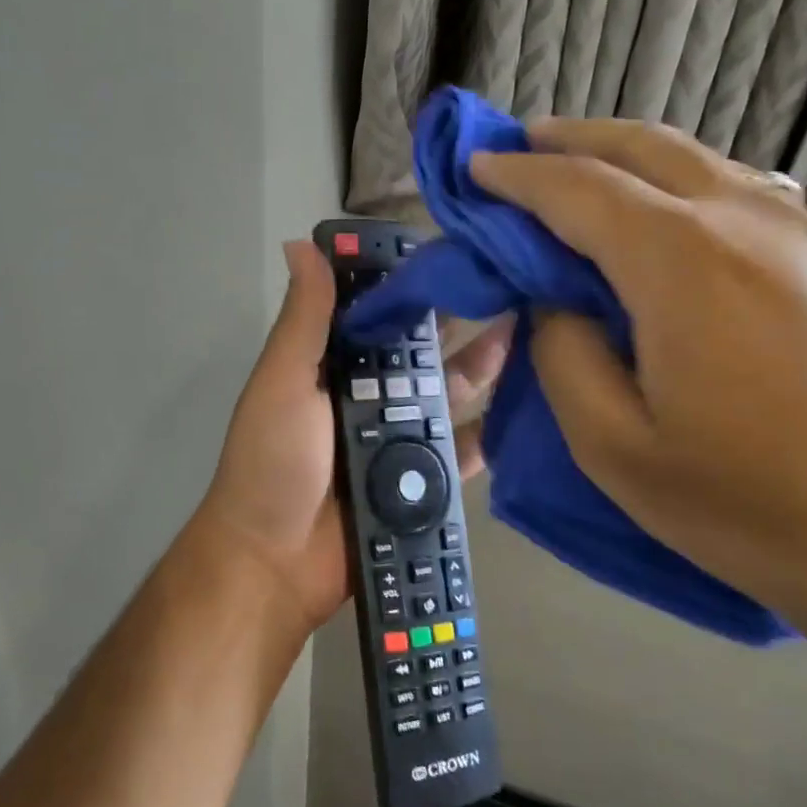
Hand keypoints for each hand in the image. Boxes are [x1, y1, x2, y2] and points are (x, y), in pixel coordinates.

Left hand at [196, 240, 508, 633]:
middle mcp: (368, 397)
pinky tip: (533, 402)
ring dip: (485, 366)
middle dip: (459, 321)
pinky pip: (465, 451)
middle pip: (421, 353)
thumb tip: (302, 243)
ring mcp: (398, 441)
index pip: (377, 315)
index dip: (411, 285)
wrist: (275, 563)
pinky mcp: (423, 483)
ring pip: (449, 395)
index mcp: (332, 367)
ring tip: (533, 328)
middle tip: (513, 284)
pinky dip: (493, 430)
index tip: (455, 249)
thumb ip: (304, 320)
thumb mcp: (283, 382)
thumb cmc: (273, 461)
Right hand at [469, 119, 806, 619]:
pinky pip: (737, 189)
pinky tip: (661, 212)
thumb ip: (564, 354)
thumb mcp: (615, 447)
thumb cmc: (756, 506)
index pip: (576, 189)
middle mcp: (745, 220)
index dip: (515, 175)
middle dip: (568, 139)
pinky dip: (677, 180)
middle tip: (519, 146)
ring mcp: (804, 233)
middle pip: (640, 147)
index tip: (473, 167)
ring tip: (579, 169)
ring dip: (624, 155)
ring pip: (695, 160)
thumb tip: (557, 302)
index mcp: (681, 261)